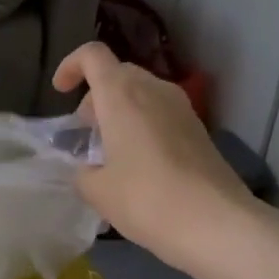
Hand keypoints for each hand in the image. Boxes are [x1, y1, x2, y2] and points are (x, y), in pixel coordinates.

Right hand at [53, 43, 256, 273]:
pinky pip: (161, 113)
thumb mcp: (98, 191)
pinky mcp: (199, 129)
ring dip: (121, 112)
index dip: (71, 66)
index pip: (92, 55)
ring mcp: (182, 108)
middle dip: (96, 97)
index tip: (61, 93)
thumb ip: (83, 172)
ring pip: (142, 93)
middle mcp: (153, 89)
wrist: (217, 223)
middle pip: (118, 74)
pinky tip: (139, 166)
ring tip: (111, 153)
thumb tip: (88, 169)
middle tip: (86, 134)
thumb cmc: (147, 199)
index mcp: (121, 94)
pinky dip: (143, 126)